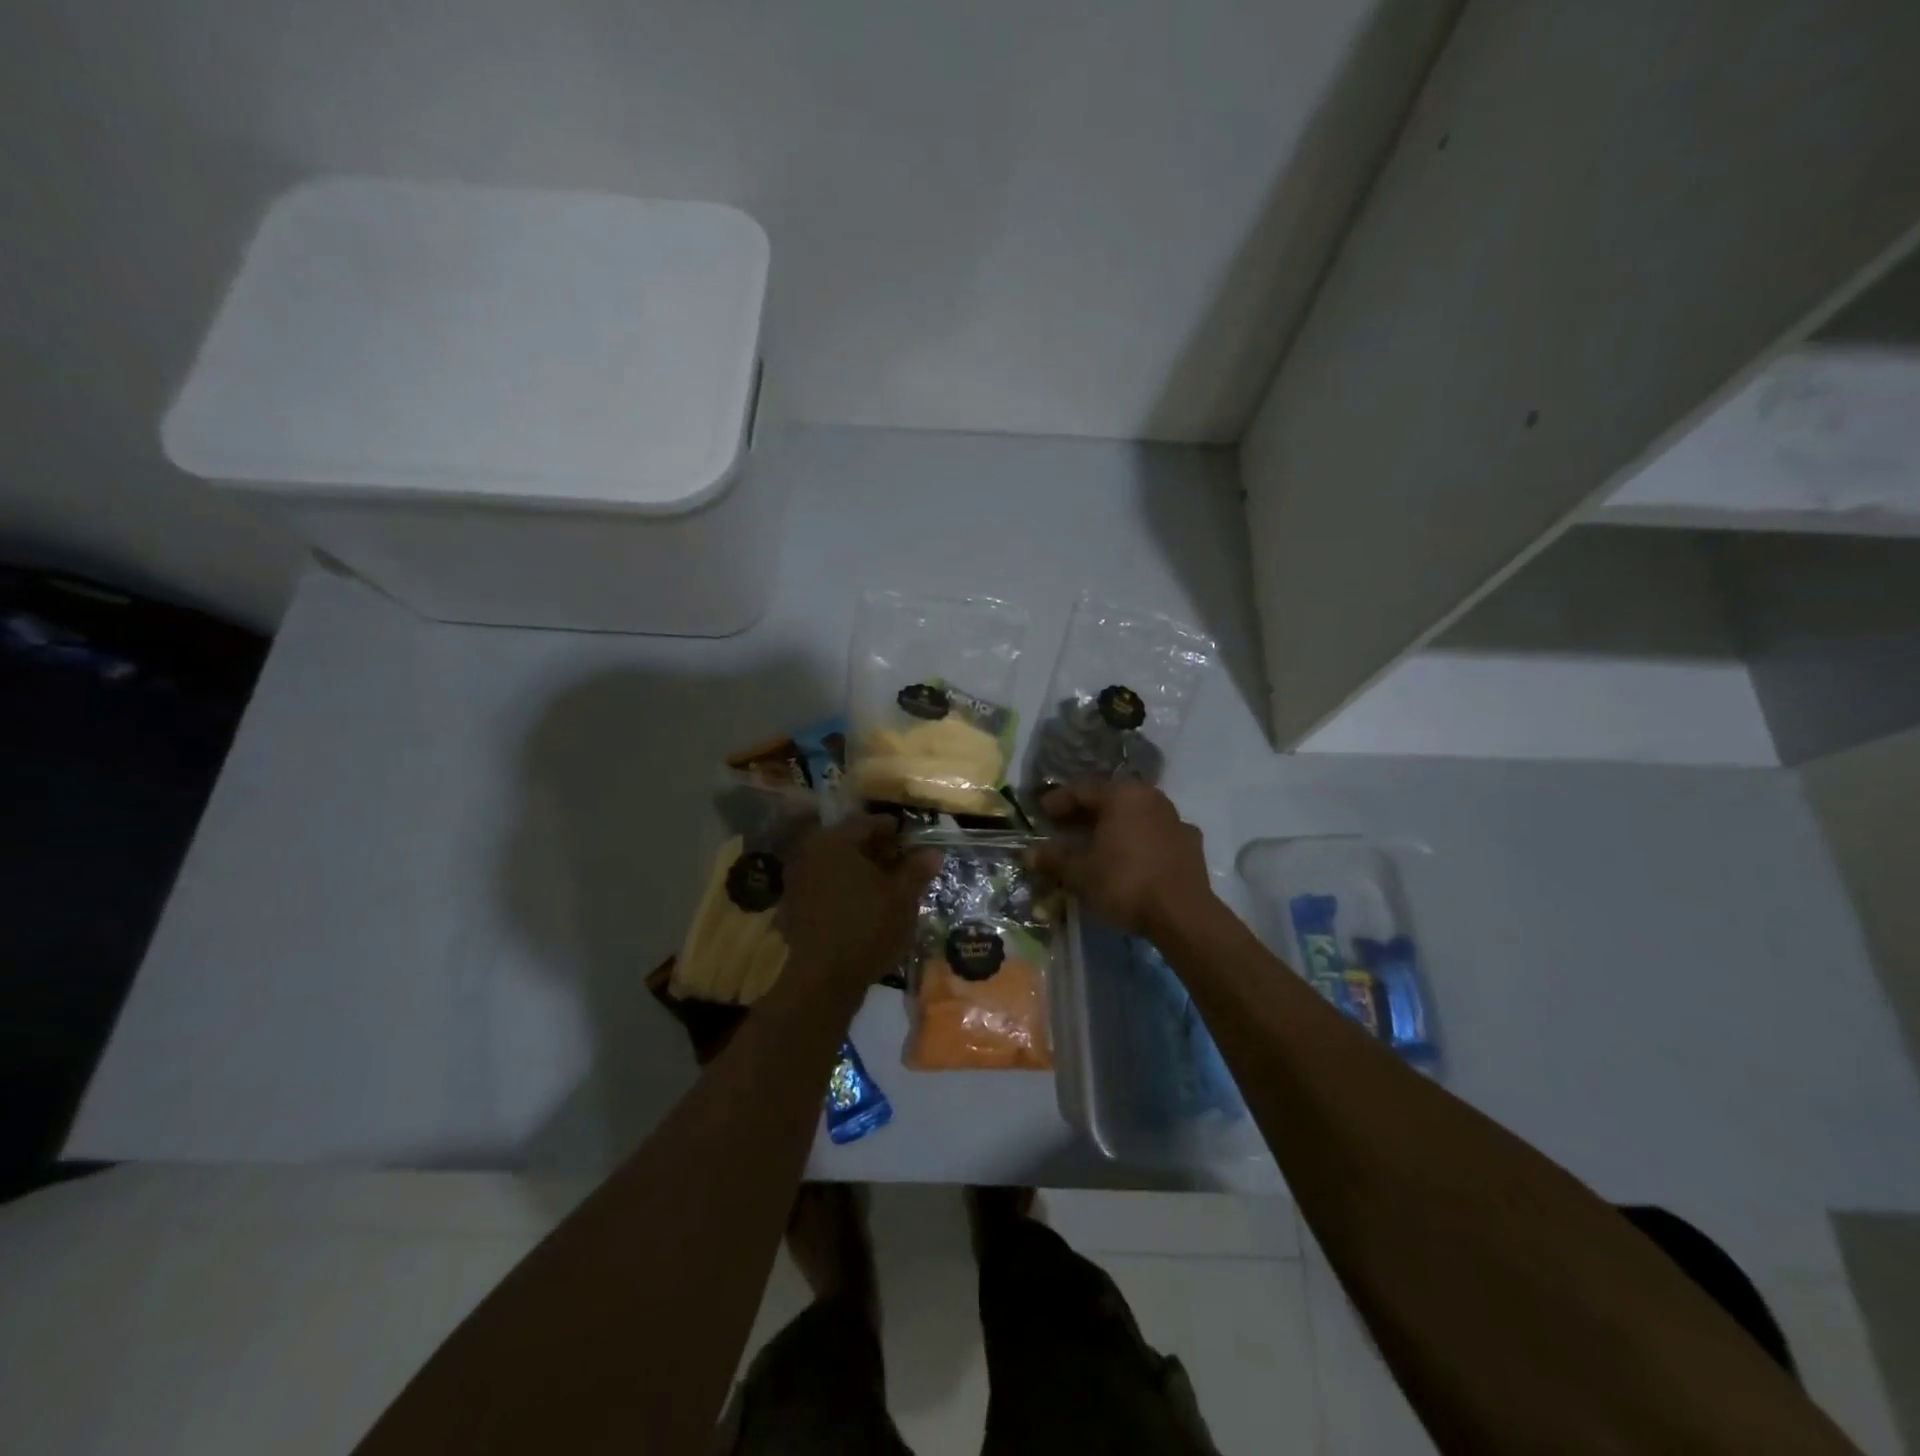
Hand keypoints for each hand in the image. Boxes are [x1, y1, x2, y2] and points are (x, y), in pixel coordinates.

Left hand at [780, 816, 939, 996]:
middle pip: (849, 844)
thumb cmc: (867, 927)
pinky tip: (862, 908)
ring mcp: (797, 882)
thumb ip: (917, 869)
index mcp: (835, 841)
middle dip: (876, 852)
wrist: (823, 979)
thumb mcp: (903, 897)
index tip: (912, 841)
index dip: (894, 831)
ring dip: (859, 872)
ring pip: (835, 866)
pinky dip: (843, 891)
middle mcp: (810, 853)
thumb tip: (933, 851)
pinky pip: (824, 888)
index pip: (869, 823)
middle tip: (902, 864)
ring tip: (885, 888)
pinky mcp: (793, 908)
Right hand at [1032, 780, 1215, 937]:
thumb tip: (1030, 854)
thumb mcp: (1080, 873)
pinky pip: (1155, 834)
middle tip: (1063, 828)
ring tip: (1094, 844)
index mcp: (1122, 795)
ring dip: (1112, 826)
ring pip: (1135, 815)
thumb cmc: (1125, 883)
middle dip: (1084, 813)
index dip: (1058, 801)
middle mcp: (1150, 797)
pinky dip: (1137, 841)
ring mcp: (1175, 819)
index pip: (1082, 789)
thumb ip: (1054, 860)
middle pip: (1110, 799)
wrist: (1183, 914)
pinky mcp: (1190, 843)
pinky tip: (1129, 858)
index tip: (1041, 813)